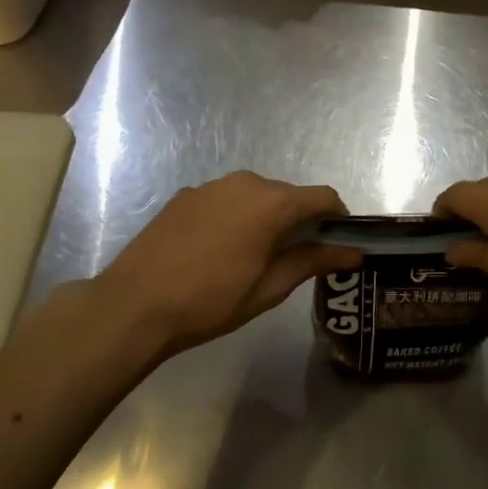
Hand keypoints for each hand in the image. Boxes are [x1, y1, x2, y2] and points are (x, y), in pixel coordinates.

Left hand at [74, 172, 360, 362]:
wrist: (133, 306)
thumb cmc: (210, 301)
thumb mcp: (270, 288)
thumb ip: (314, 261)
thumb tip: (355, 253)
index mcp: (272, 203)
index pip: (323, 197)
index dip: (338, 218)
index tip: (338, 243)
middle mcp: (246, 182)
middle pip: (290, 195)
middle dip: (301, 220)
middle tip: (296, 258)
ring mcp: (212, 185)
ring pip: (257, 195)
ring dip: (267, 217)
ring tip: (254, 256)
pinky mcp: (187, 195)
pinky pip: (227, 199)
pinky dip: (236, 216)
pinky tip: (218, 250)